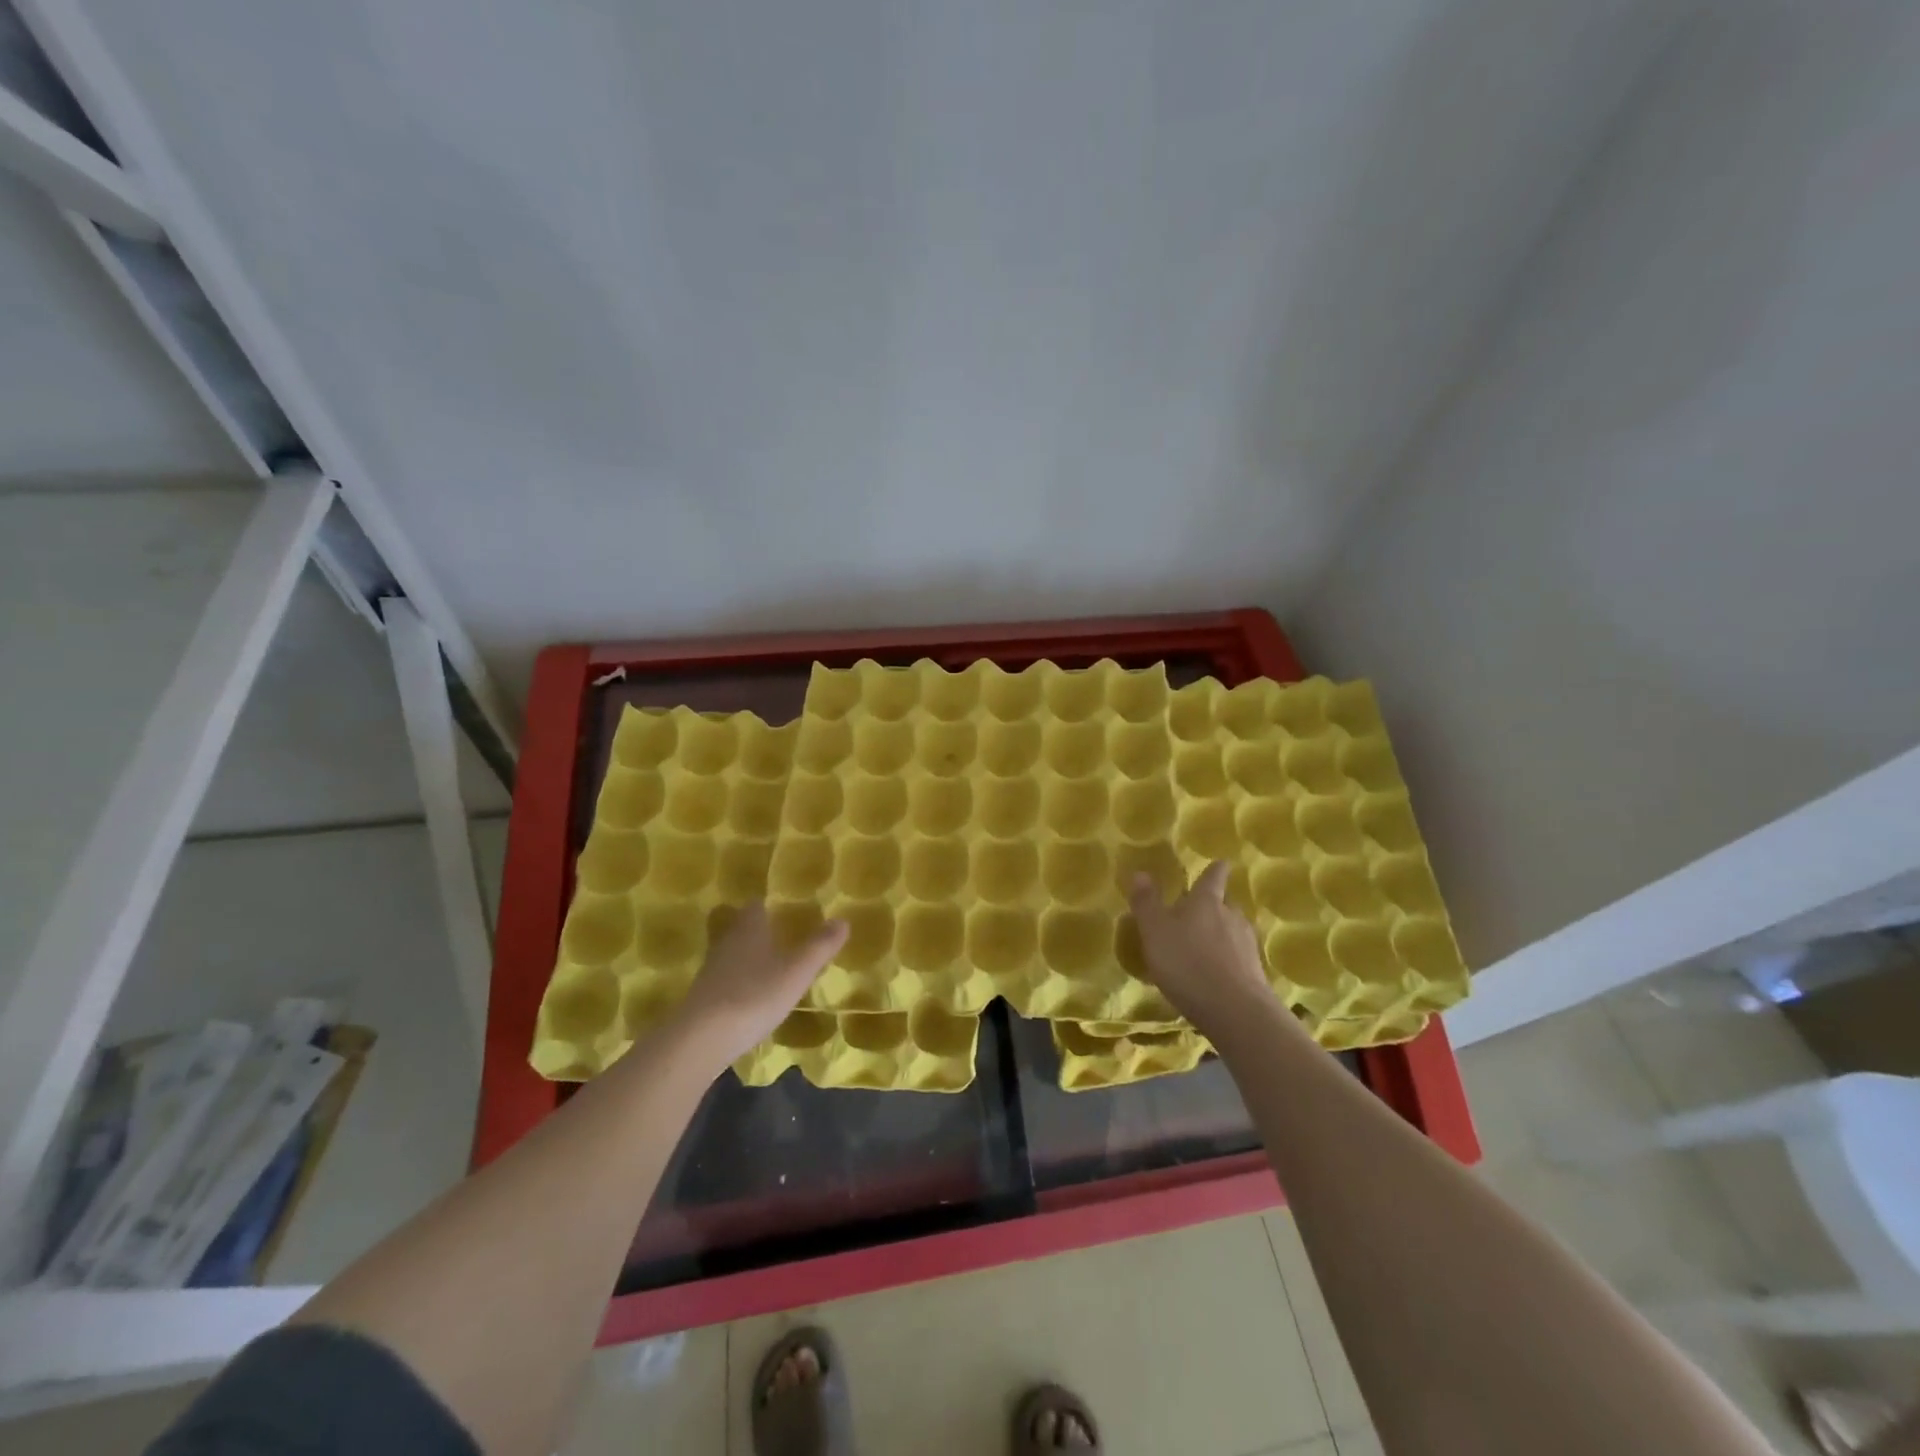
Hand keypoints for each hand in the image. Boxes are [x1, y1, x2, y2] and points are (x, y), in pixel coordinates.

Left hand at [671, 902, 847, 1068]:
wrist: (703, 1038)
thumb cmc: (755, 994)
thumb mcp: (798, 971)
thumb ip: (820, 946)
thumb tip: (843, 920)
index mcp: (749, 928)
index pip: (755, 906)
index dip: (767, 907)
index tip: (781, 912)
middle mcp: (727, 942)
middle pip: (739, 928)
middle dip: (755, 931)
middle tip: (776, 938)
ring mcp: (711, 970)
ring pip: (730, 954)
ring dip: (745, 958)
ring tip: (767, 969)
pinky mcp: (702, 997)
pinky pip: (724, 980)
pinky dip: (737, 983)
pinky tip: (750, 998)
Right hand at [1129, 862, 1289, 1039]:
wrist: (1234, 1010)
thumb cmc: (1187, 962)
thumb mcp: (1155, 931)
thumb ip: (1147, 903)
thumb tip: (1141, 872)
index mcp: (1206, 901)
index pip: (1213, 877)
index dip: (1215, 870)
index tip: (1220, 863)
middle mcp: (1231, 916)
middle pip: (1226, 903)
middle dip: (1215, 904)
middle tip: (1200, 910)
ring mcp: (1247, 945)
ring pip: (1234, 930)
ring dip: (1222, 933)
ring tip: (1205, 944)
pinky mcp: (1255, 973)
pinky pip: (1239, 957)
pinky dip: (1228, 959)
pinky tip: (1217, 972)